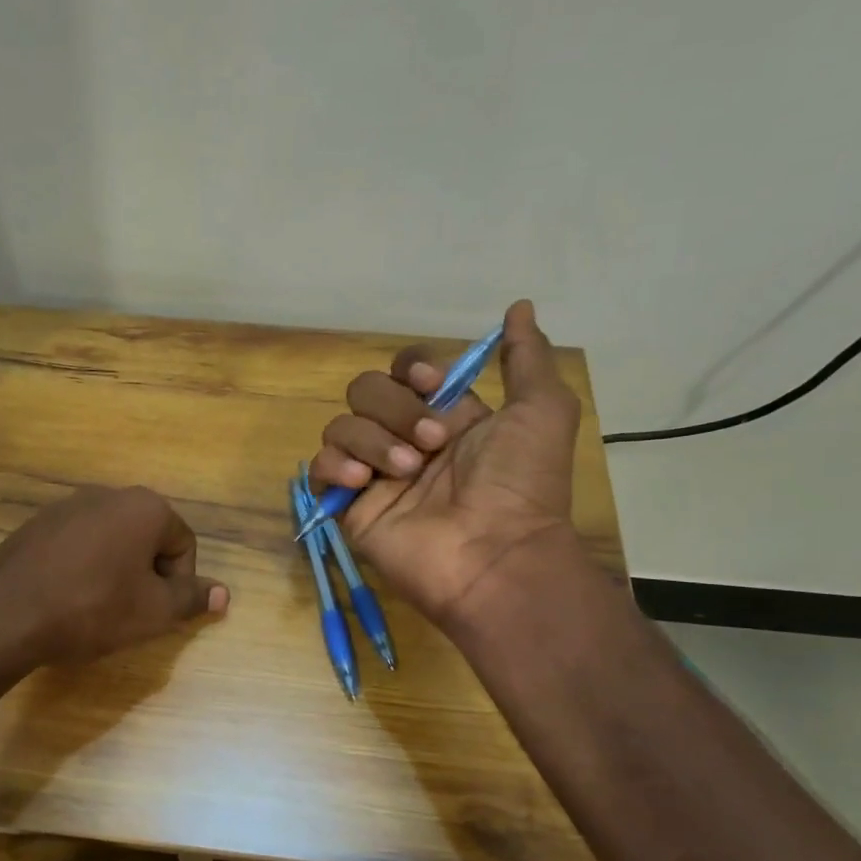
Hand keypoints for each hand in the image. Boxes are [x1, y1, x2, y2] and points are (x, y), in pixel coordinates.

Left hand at [0, 485, 227, 673]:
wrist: (5, 613)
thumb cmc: (93, 608)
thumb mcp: (153, 612)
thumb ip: (192, 598)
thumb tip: (225, 594)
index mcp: (145, 507)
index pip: (184, 543)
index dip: (179, 583)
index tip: (157, 613)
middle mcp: (108, 494)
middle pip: (148, 537)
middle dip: (148, 575)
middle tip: (131, 613)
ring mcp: (67, 505)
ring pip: (112, 540)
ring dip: (116, 571)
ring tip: (97, 608)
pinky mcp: (37, 524)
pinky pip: (78, 544)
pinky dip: (83, 568)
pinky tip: (67, 598)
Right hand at [306, 300, 582, 630]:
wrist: (495, 554)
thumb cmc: (521, 483)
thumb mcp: (542, 411)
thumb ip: (527, 358)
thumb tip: (518, 306)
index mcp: (445, 417)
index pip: (404, 370)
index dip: (410, 367)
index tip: (430, 382)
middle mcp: (405, 440)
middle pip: (366, 390)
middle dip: (395, 408)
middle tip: (431, 445)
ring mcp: (374, 474)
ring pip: (341, 425)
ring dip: (374, 440)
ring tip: (407, 472)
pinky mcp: (349, 506)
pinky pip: (318, 467)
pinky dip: (333, 465)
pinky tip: (361, 480)